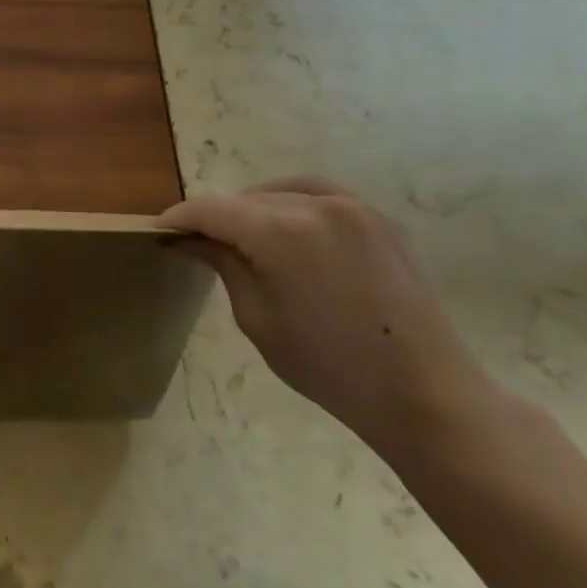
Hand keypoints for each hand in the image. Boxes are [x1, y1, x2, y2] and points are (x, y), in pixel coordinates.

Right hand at [161, 177, 499, 455]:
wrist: (427, 396)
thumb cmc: (330, 367)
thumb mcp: (257, 319)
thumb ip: (223, 264)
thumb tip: (191, 238)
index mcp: (280, 231)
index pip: (212, 209)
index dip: (181, 218)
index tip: (160, 231)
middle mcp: (315, 204)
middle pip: (247, 199)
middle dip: (219, 217)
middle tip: (201, 244)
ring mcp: (354, 207)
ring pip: (283, 191)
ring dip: (256, 208)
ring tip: (245, 237)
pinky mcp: (380, 220)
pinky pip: (321, 196)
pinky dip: (295, 205)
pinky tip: (290, 233)